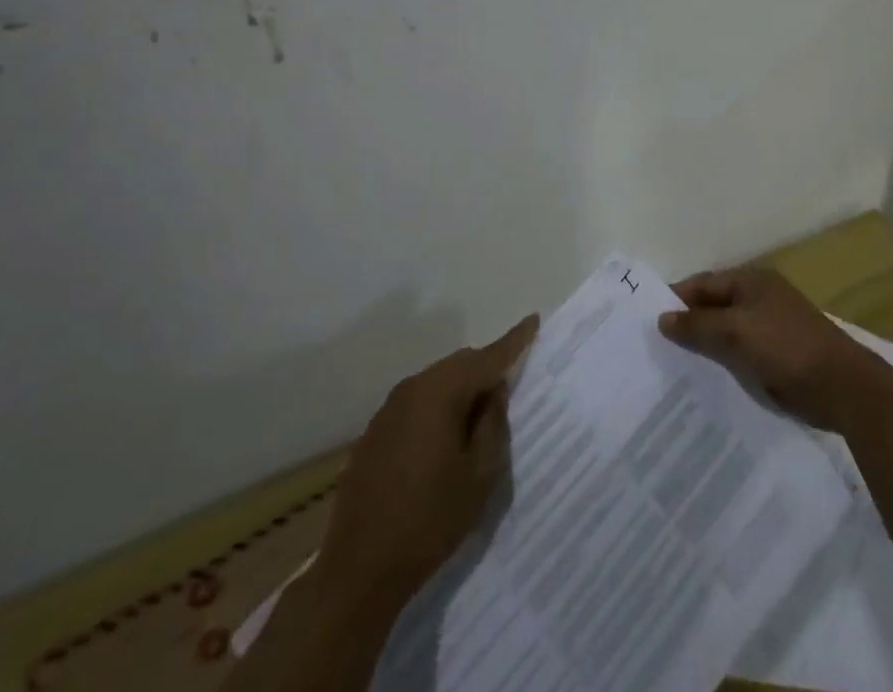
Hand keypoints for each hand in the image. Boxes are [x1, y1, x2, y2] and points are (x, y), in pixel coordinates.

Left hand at [319, 315, 539, 612]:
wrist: (359, 572)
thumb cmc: (429, 521)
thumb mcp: (479, 475)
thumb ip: (493, 423)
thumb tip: (494, 392)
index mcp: (440, 392)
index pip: (487, 357)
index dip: (513, 340)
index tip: (533, 320)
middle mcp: (412, 388)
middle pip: (460, 365)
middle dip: (486, 371)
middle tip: (510, 391)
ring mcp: (388, 410)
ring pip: (437, 384)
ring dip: (461, 393)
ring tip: (480, 421)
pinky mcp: (375, 434)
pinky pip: (417, 405)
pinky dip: (438, 410)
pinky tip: (445, 442)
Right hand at [657, 268, 885, 431]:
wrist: (843, 387)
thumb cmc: (786, 348)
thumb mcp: (736, 332)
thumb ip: (698, 325)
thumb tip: (662, 318)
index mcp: (752, 281)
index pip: (703, 283)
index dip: (676, 299)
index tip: (648, 321)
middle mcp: (760, 298)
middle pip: (714, 307)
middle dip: (688, 325)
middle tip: (655, 348)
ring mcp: (771, 327)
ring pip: (726, 333)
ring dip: (705, 347)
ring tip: (672, 369)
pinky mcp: (779, 356)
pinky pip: (741, 354)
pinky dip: (723, 363)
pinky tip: (705, 382)